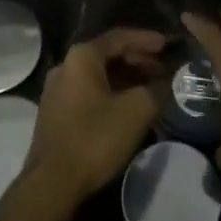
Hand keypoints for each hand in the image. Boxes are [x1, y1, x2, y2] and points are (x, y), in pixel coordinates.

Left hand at [20, 28, 166, 206]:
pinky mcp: (56, 113)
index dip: (146, 40)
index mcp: (82, 57)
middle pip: (108, 55)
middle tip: (163, 71)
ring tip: (151, 90)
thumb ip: (156, 89)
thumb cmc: (95, 138)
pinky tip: (129, 108)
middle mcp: (66, 66)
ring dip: (126, 79)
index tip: (168, 45)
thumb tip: (166, 82)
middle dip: (138, 61)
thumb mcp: (136, 111)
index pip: (119, 37)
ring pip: (99, 76)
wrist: (52, 183)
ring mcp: (57, 90)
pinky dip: (112, 93)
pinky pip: (89, 92)